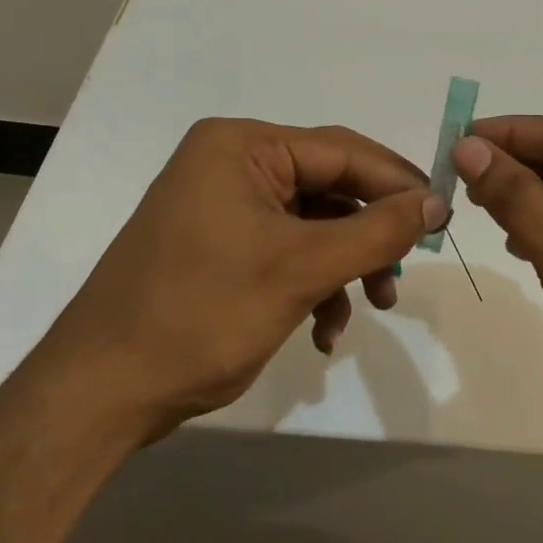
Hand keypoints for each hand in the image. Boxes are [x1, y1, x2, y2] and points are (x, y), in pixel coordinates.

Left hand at [0, 119, 445, 542]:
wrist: (99, 395)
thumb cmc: (200, 315)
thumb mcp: (301, 269)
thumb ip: (376, 230)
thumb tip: (437, 202)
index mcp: (242, 146)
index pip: (343, 150)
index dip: (398, 182)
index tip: (443, 217)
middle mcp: (232, 164)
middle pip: (330, 187)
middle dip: (370, 234)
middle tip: (404, 271)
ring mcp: (223, 206)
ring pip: (314, 224)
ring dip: (347, 266)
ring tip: (372, 306)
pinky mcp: (220, 245)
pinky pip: (286, 251)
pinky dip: (314, 285)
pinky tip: (324, 330)